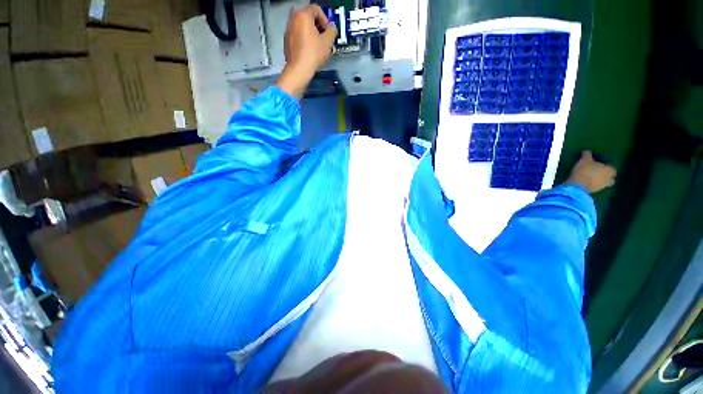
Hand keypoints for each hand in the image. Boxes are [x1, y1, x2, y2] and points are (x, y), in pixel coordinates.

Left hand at [277, 5, 336, 97]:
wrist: (299, 69)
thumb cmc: (313, 54)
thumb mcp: (327, 42)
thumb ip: (332, 31)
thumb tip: (332, 28)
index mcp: (303, 15)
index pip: (317, 9)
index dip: (325, 19)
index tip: (328, 32)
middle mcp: (293, 19)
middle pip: (308, 17)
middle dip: (318, 26)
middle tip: (324, 39)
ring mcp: (288, 30)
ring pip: (303, 27)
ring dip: (311, 33)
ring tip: (317, 47)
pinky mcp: (286, 41)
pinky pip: (298, 36)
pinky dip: (304, 40)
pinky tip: (309, 51)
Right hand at [566, 151, 616, 193]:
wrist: (578, 185)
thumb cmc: (585, 170)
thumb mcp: (584, 160)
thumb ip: (587, 155)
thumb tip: (587, 151)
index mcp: (610, 170)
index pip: (612, 168)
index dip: (606, 166)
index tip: (600, 165)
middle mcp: (609, 179)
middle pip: (610, 178)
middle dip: (606, 176)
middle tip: (597, 172)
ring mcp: (602, 187)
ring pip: (604, 183)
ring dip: (599, 181)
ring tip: (591, 177)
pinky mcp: (594, 191)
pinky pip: (596, 187)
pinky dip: (593, 184)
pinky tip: (586, 182)